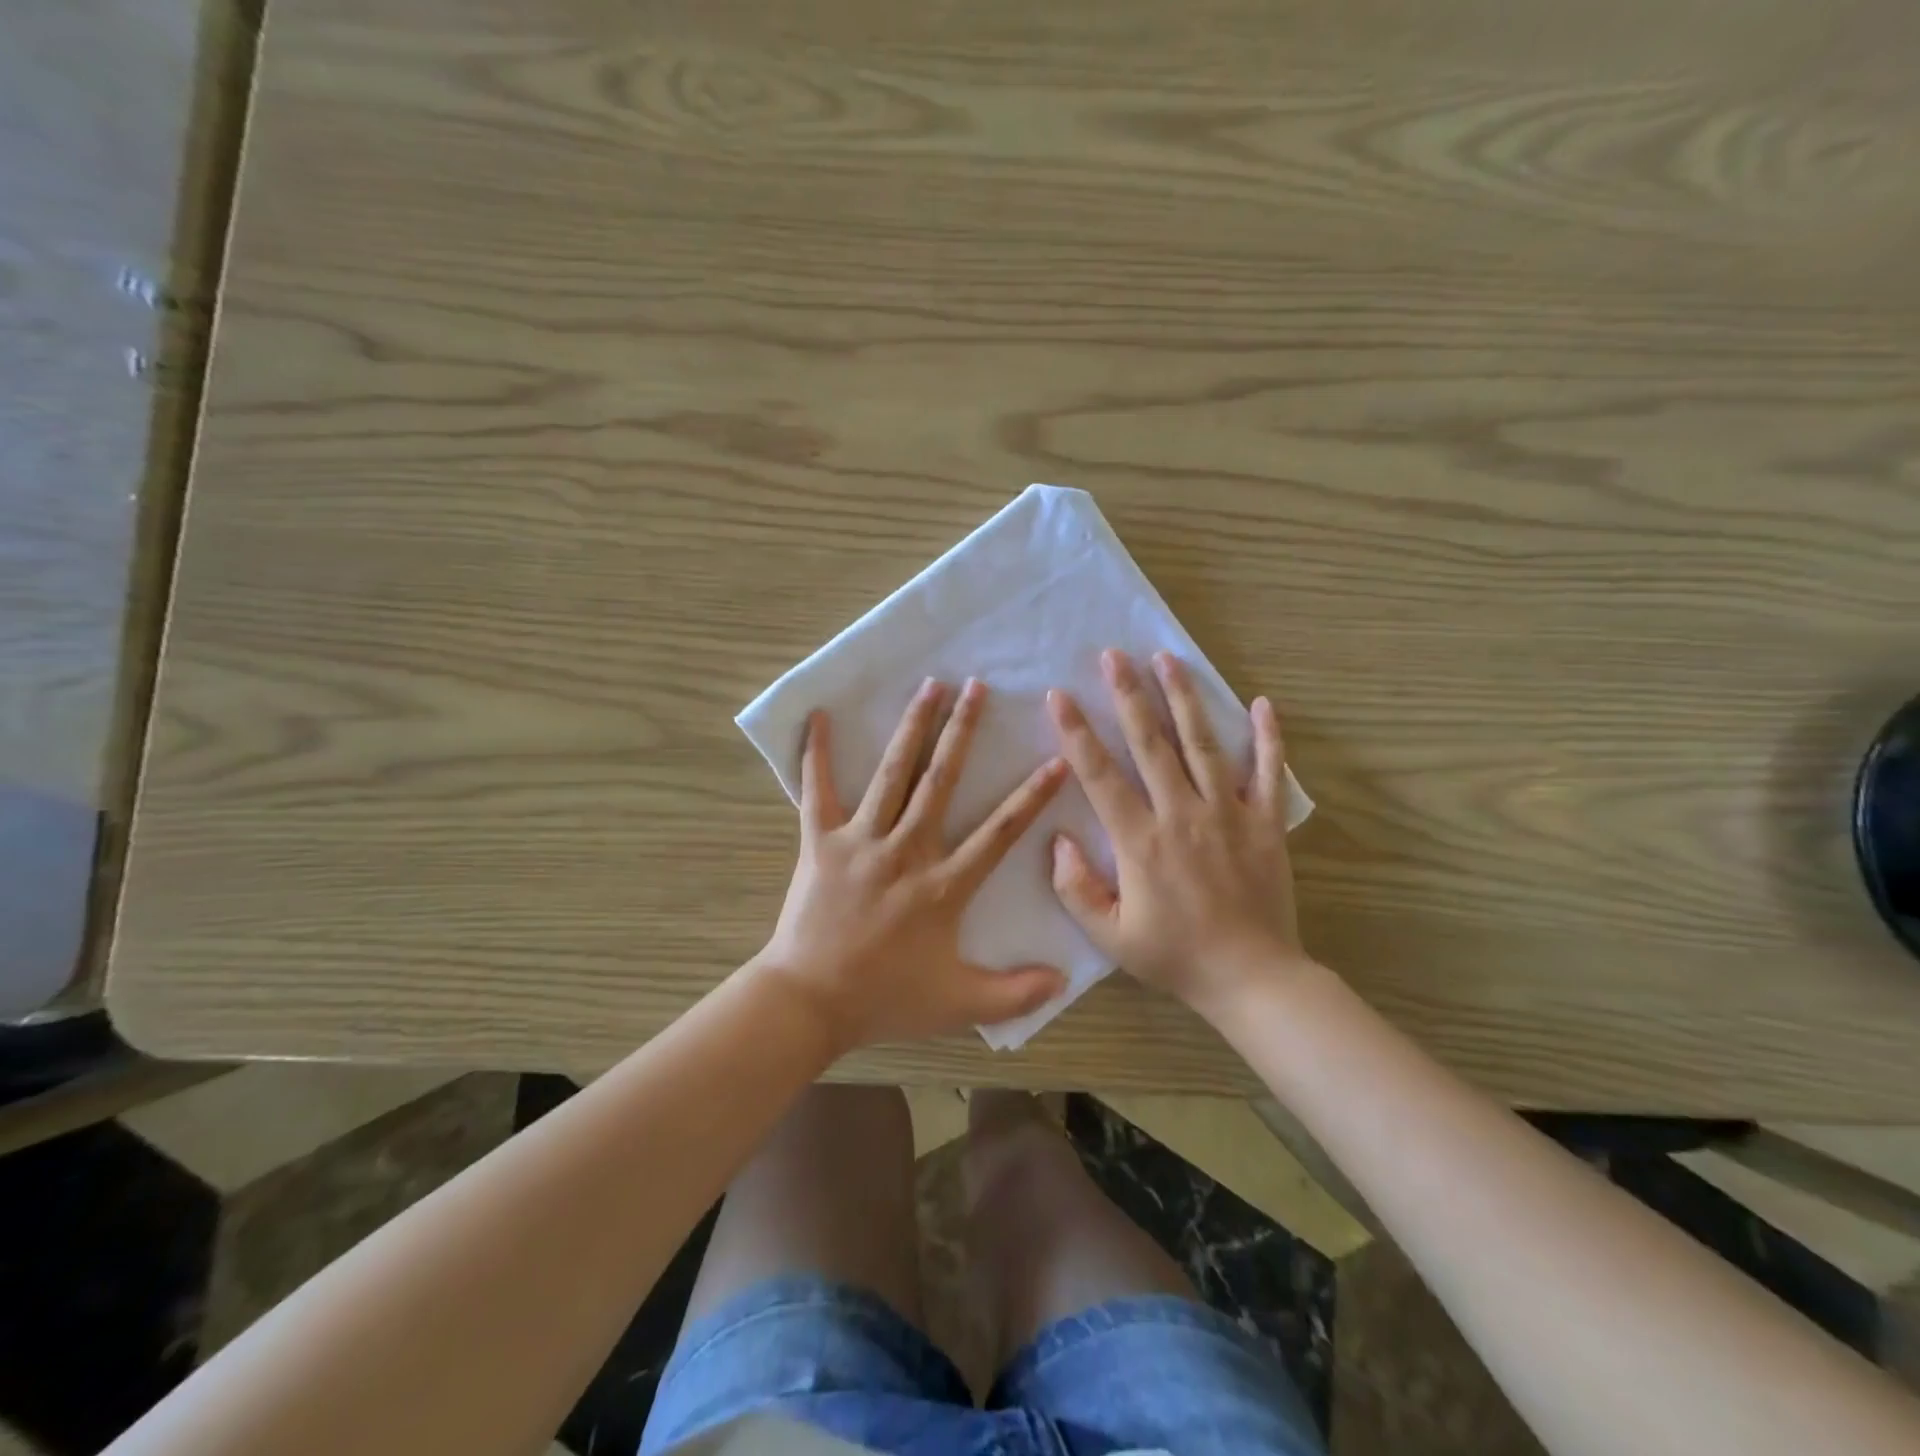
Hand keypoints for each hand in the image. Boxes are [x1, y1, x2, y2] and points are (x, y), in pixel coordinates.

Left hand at [757, 678, 1069, 1052]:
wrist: (809, 1002)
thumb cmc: (885, 999)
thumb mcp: (959, 1004)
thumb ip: (1015, 992)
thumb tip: (1065, 978)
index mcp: (943, 884)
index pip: (999, 832)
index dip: (1031, 796)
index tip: (1056, 760)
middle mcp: (906, 850)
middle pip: (941, 780)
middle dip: (962, 731)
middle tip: (978, 686)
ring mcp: (861, 841)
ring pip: (893, 773)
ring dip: (912, 727)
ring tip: (929, 686)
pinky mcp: (820, 842)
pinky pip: (817, 790)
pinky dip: (818, 753)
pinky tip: (820, 715)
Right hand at [1046, 649, 1310, 1016]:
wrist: (1252, 978)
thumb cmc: (1175, 957)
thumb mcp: (1110, 936)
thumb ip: (1076, 888)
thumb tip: (1055, 840)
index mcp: (1141, 841)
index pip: (1100, 775)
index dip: (1077, 733)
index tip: (1060, 697)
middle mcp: (1183, 815)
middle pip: (1151, 743)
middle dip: (1128, 695)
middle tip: (1114, 655)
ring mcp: (1229, 814)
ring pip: (1203, 744)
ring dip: (1184, 699)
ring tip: (1168, 659)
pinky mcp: (1265, 823)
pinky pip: (1269, 773)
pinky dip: (1267, 738)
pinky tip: (1262, 703)